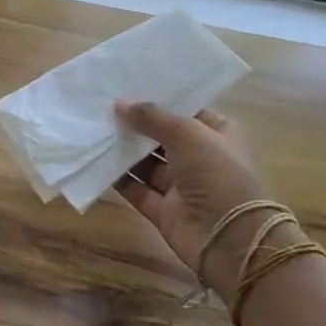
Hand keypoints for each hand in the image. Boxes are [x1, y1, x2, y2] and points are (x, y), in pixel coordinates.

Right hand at [113, 101, 296, 300]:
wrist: (230, 239)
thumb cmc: (217, 174)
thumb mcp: (187, 134)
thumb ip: (152, 117)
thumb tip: (120, 104)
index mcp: (219, 135)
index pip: (187, 111)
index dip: (161, 100)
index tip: (129, 86)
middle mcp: (202, 159)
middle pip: (163, 136)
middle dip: (137, 124)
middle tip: (104, 105)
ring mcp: (182, 187)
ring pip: (147, 163)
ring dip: (125, 149)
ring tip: (96, 128)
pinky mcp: (164, 211)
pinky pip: (137, 189)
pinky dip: (119, 177)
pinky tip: (97, 159)